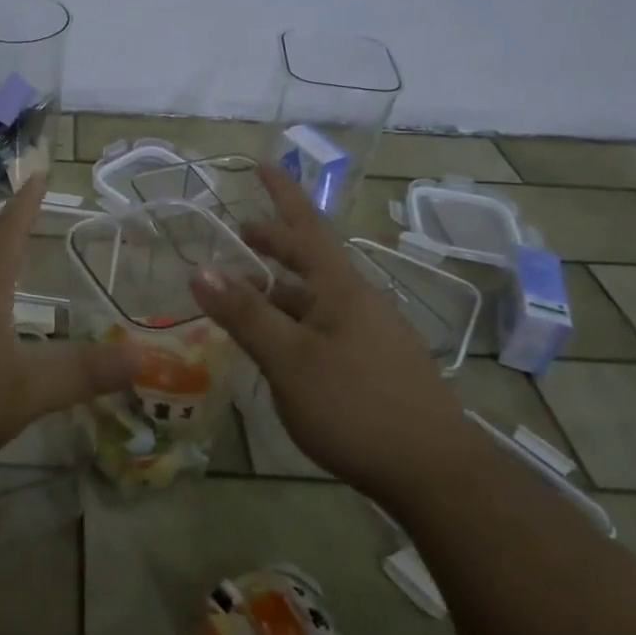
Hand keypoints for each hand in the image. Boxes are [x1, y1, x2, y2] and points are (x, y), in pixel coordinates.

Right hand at [190, 165, 474, 500]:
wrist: (435, 472)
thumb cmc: (356, 406)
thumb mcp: (290, 360)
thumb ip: (246, 315)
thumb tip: (200, 268)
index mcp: (340, 289)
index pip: (306, 226)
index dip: (283, 194)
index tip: (263, 162)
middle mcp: (359, 302)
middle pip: (312, 260)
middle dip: (276, 244)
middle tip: (242, 237)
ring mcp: (371, 335)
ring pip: (316, 299)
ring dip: (280, 291)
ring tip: (245, 299)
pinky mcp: (376, 366)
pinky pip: (325, 328)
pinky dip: (294, 323)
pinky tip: (281, 349)